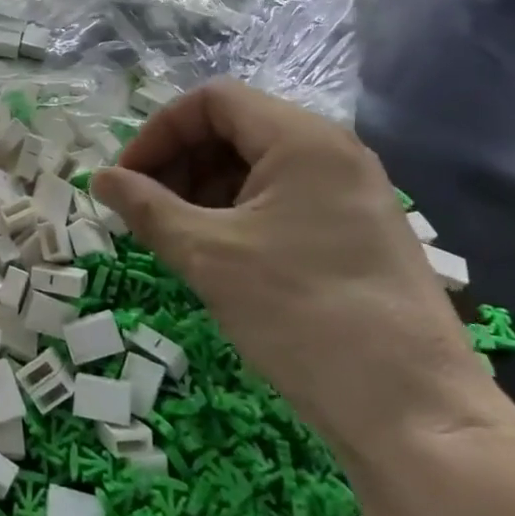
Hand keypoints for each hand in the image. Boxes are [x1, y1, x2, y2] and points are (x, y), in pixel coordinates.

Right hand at [91, 79, 491, 457]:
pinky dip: (238, 212)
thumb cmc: (301, 315)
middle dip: (179, 161)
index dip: (158, 131)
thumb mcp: (208, 255)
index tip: (126, 178)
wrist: (416, 415)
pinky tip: (217, 253)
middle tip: (144, 209)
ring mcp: (351, 193)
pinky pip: (282, 198)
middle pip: (234, 128)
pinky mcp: (358, 231)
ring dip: (204, 188)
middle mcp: (332, 152)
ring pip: (256, 165)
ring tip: (175, 236)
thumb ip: (146, 207)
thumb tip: (98, 178)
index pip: (211, 100)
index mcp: (302, 140)